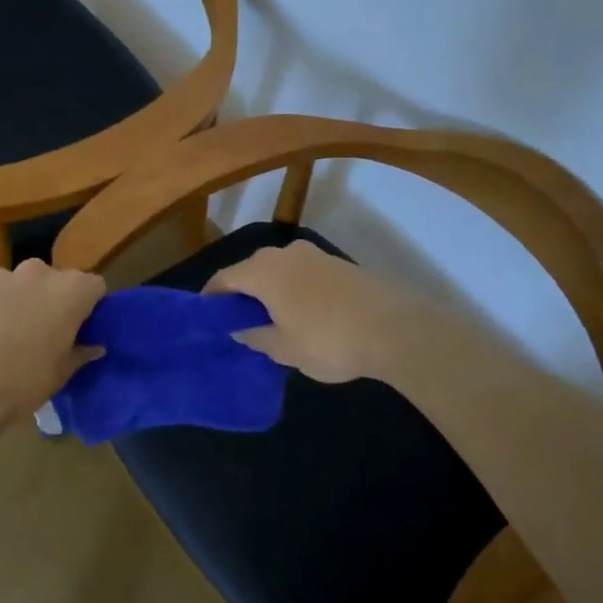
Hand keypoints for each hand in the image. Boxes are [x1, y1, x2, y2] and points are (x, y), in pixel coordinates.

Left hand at [0, 259, 105, 458]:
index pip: (95, 287)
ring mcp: (3, 276)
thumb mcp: (61, 373)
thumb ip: (81, 352)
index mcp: (71, 291)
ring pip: (23, 284)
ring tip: (10, 333)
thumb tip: (95, 347)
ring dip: (23, 300)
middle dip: (55, 300)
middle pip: (57, 280)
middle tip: (47, 331)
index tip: (82, 327)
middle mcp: (40, 272)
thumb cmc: (24, 382)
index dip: (90, 306)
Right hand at [205, 240, 419, 383]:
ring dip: (270, 292)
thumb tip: (241, 328)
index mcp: (263, 271)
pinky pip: (302, 274)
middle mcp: (284, 253)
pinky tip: (302, 316)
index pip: (224, 279)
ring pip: (279, 271)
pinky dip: (293, 291)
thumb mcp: (284, 349)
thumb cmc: (328, 340)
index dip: (211, 298)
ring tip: (271, 322)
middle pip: (251, 271)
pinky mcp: (338, 263)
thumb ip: (255, 336)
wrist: (396, 329)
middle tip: (238, 323)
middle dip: (242, 295)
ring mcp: (314, 255)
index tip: (207, 318)